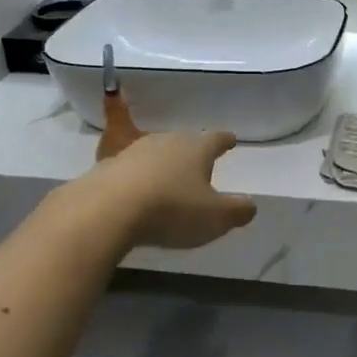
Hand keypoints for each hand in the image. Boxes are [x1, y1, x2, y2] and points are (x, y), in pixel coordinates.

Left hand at [71, 90, 256, 249]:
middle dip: (193, 152)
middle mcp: (166, 141)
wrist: (107, 210)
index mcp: (196, 148)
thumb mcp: (215, 218)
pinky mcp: (108, 167)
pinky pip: (131, 170)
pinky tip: (138, 193)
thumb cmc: (171, 209)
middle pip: (185, 142)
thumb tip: (250, 205)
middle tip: (200, 162)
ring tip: (170, 179)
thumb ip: (238, 210)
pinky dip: (138, 179)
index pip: (216, 138)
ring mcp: (134, 151)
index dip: (225, 140)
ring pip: (156, 153)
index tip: (231, 139)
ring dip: (164, 164)